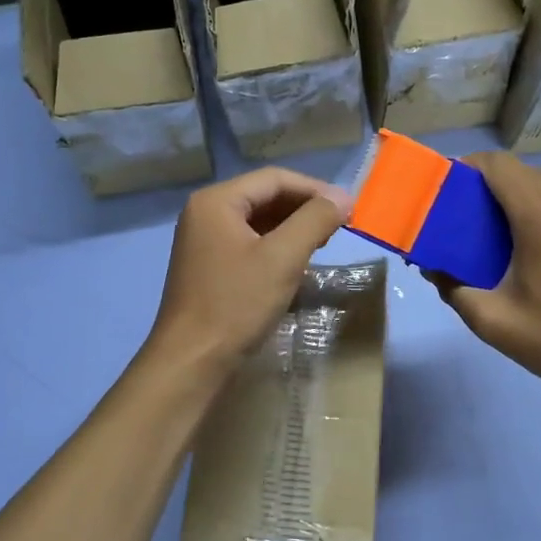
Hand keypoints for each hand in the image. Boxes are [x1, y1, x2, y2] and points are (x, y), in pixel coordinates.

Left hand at [146, 168, 349, 376]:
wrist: (192, 361)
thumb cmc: (236, 304)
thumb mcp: (282, 258)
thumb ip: (314, 221)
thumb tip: (343, 197)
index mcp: (216, 201)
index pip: (274, 179)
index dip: (315, 189)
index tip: (348, 208)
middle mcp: (205, 213)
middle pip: (264, 196)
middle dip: (304, 208)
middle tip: (339, 226)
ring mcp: (204, 241)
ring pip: (258, 221)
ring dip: (292, 228)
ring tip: (323, 243)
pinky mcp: (209, 266)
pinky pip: (248, 243)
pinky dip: (276, 247)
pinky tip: (296, 263)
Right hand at [435, 152, 540, 414]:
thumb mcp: (493, 322)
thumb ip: (453, 289)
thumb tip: (434, 267)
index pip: (501, 166)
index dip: (472, 167)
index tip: (455, 188)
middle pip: (529, 175)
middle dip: (498, 188)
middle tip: (480, 220)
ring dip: (534, 202)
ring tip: (520, 238)